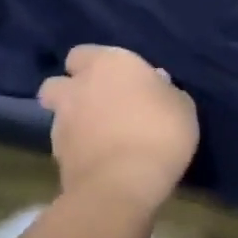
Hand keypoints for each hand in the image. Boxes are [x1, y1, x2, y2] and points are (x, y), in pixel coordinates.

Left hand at [37, 45, 198, 215]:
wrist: (124, 184)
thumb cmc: (160, 131)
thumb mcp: (181, 105)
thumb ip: (164, 90)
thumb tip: (155, 83)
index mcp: (108, 64)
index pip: (83, 53)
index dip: (95, 65)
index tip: (116, 78)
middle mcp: (78, 87)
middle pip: (57, 83)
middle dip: (70, 91)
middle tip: (98, 104)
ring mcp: (62, 123)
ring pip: (59, 115)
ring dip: (75, 121)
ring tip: (101, 137)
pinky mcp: (56, 156)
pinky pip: (66, 144)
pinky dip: (78, 148)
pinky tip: (101, 159)